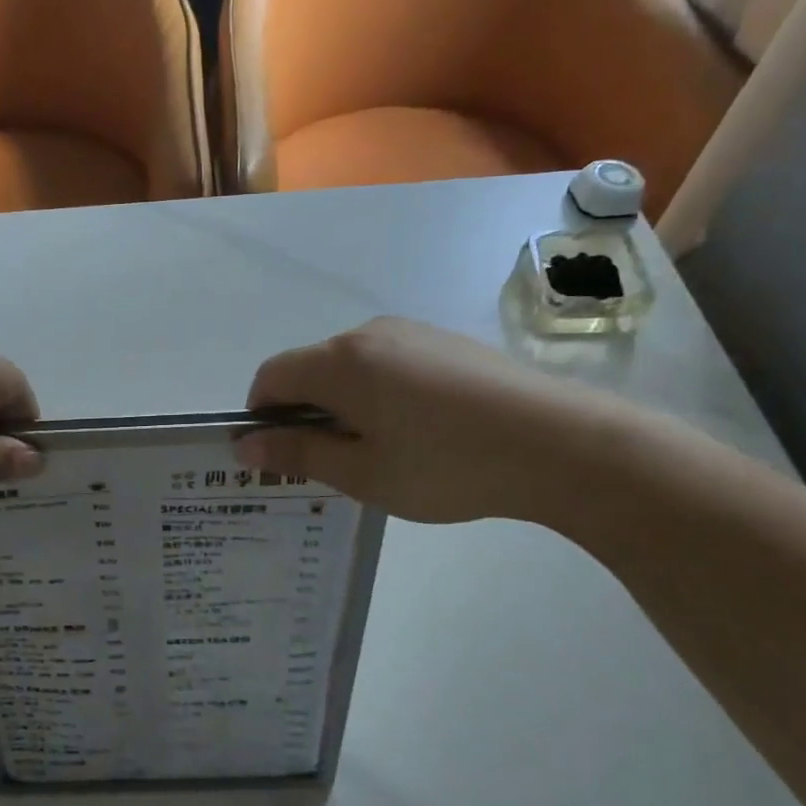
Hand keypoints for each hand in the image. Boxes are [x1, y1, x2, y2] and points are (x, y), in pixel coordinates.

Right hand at [239, 317, 626, 525]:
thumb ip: (298, 453)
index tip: (281, 455)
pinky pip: (388, 363)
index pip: (270, 376)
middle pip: (310, 368)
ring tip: (382, 451)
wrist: (561, 443)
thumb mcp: (363, 473)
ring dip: (343, 403)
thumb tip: (245, 443)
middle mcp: (368, 333)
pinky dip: (379, 393)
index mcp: (340, 362)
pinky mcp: (444, 341)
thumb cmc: (447, 465)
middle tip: (333, 464)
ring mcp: (411, 332)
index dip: (261, 415)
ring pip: (351, 366)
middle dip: (305, 412)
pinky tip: (419, 431)